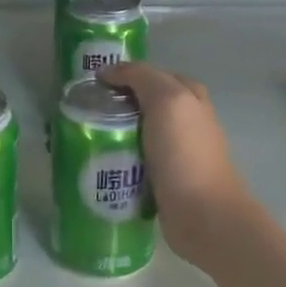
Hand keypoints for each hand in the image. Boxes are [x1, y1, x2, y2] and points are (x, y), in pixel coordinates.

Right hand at [100, 61, 252, 267]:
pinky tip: (98, 163)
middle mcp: (185, 120)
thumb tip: (109, 72)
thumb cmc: (184, 153)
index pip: (151, 75)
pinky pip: (134, 160)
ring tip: (83, 137)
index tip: (92, 85)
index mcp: (190, 97)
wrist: (202, 214)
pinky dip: (117, 159)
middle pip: (143, 104)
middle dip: (115, 105)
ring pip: (137, 132)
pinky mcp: (163, 179)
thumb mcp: (166, 101)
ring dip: (113, 133)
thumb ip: (141, 77)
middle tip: (84, 112)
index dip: (123, 75)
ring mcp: (175, 151)